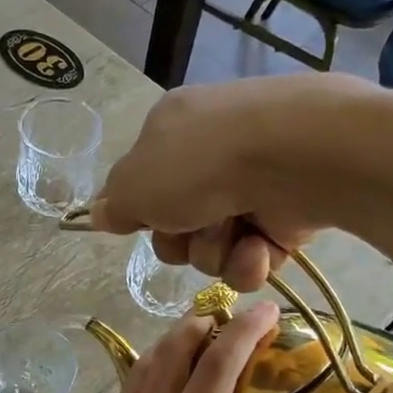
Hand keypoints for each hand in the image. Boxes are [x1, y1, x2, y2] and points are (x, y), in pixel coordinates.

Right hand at [87, 79, 331, 290]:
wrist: (292, 157)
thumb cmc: (199, 164)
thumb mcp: (134, 184)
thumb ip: (114, 205)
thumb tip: (100, 213)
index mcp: (172, 131)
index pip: (144, 183)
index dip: (140, 211)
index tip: (140, 223)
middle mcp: (212, 156)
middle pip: (176, 227)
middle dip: (178, 240)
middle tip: (188, 226)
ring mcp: (252, 186)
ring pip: (212, 248)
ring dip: (214, 251)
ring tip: (232, 230)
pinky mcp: (287, 217)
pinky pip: (252, 260)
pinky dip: (250, 260)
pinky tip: (257, 245)